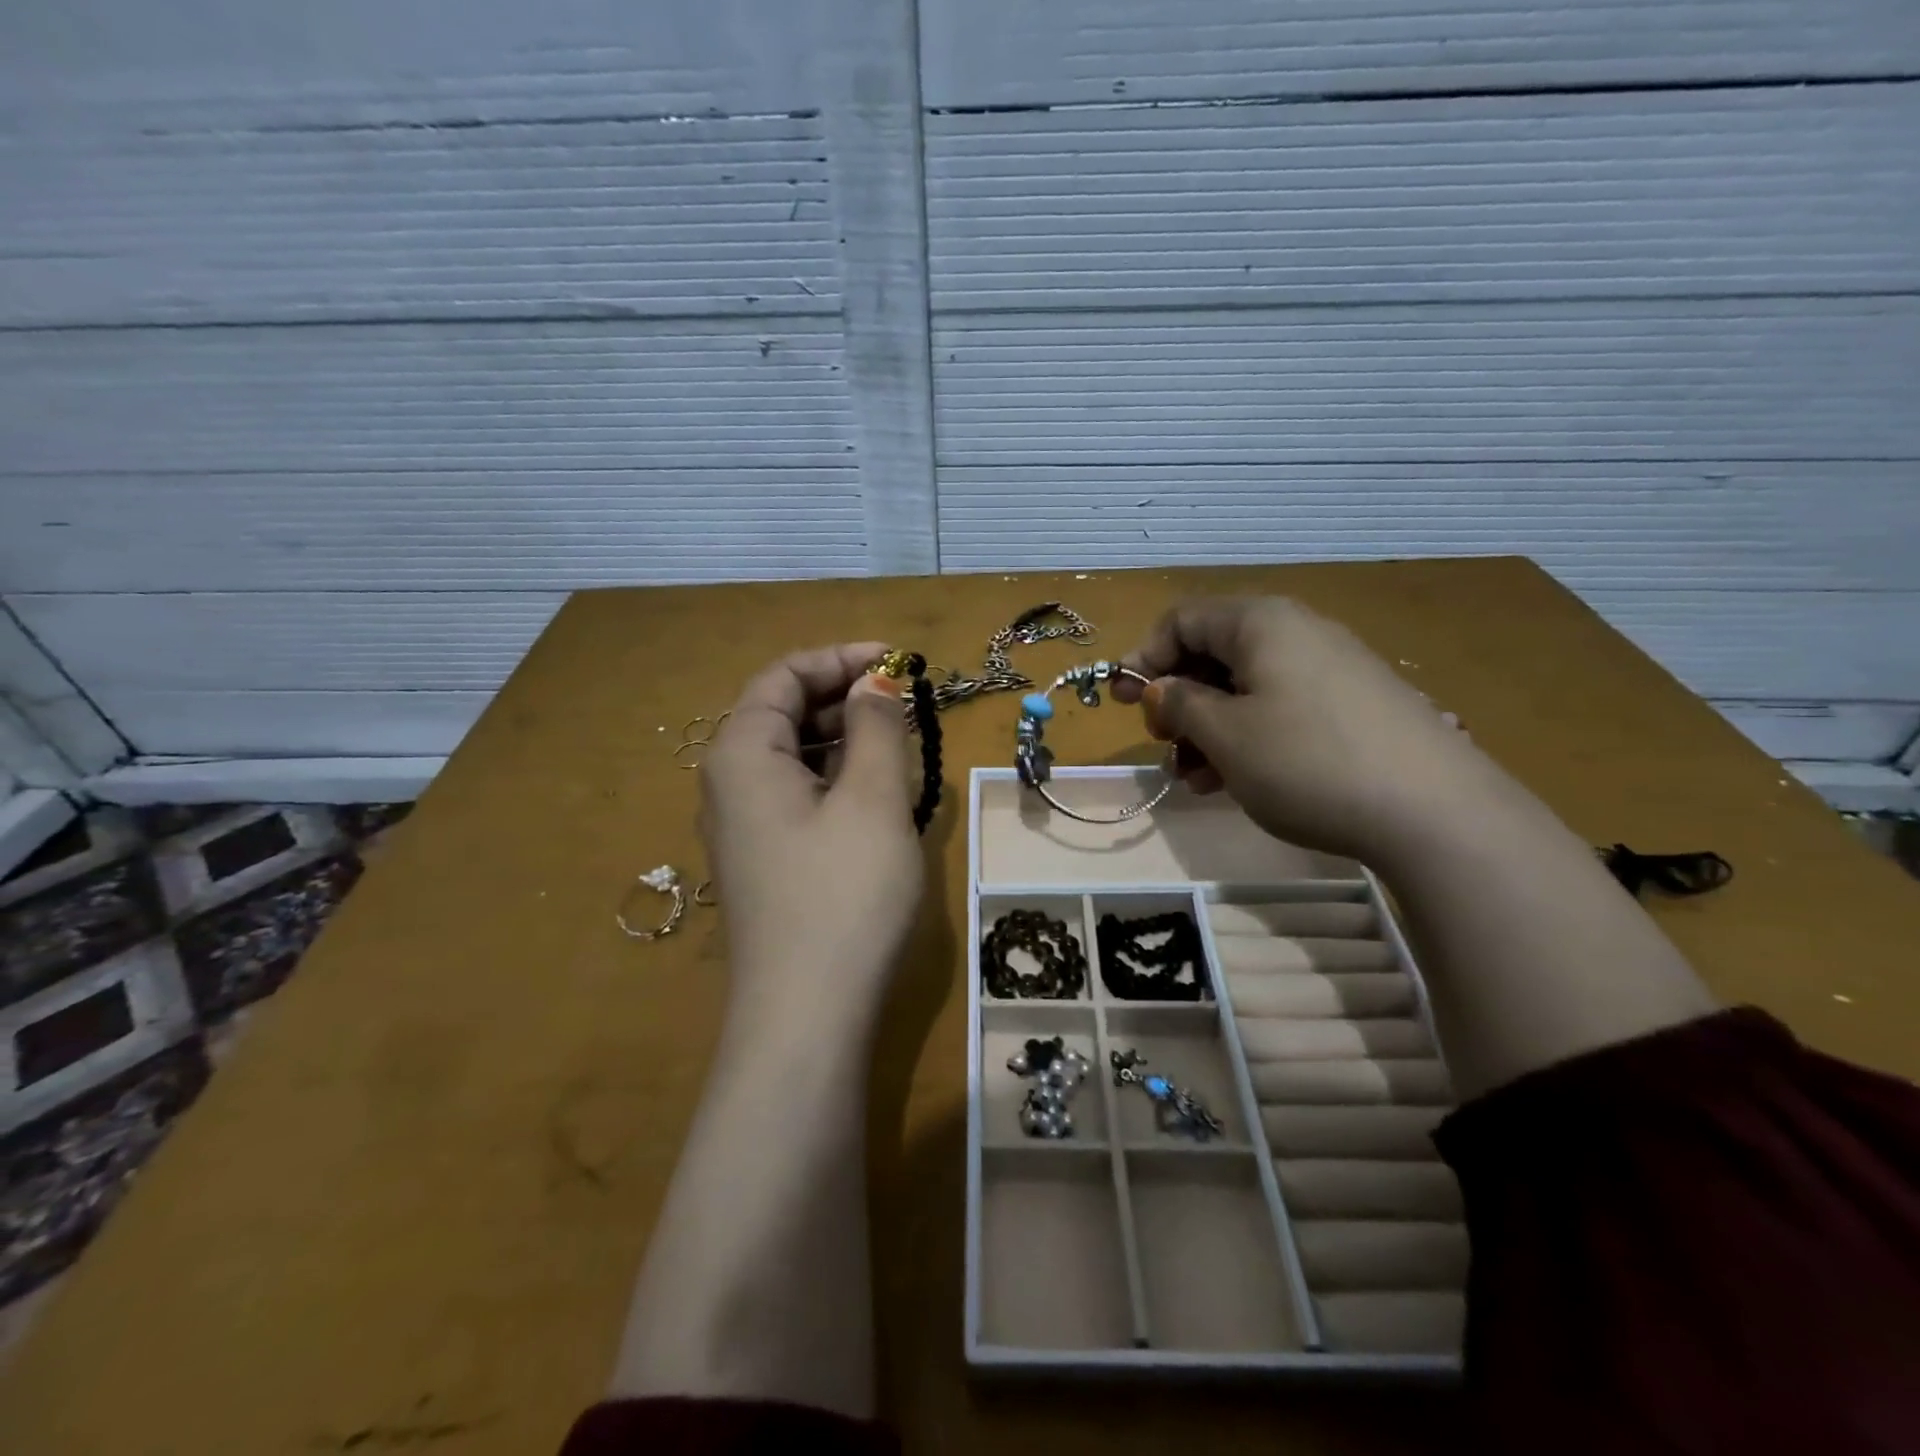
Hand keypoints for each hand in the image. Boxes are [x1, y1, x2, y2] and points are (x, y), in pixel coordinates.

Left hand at [700, 643, 925, 1025]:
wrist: (807, 1016)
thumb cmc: (843, 894)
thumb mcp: (871, 798)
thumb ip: (875, 727)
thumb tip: (875, 683)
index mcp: (741, 753)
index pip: (783, 675)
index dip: (841, 658)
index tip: (900, 662)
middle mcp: (729, 782)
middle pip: (783, 713)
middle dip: (845, 698)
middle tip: (908, 705)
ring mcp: (744, 826)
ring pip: (794, 757)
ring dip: (846, 740)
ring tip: (902, 746)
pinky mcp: (765, 861)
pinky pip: (798, 796)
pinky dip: (838, 779)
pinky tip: (878, 795)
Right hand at [1113, 598, 1490, 863]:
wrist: (1435, 812)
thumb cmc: (1307, 762)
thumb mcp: (1224, 735)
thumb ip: (1179, 704)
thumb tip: (1158, 688)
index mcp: (1260, 623)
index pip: (1182, 620)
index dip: (1144, 657)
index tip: (1123, 702)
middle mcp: (1297, 632)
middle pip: (1214, 653)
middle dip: (1178, 700)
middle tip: (1163, 745)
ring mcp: (1332, 669)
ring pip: (1246, 687)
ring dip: (1208, 728)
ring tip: (1196, 779)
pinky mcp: (1355, 706)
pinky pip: (1281, 708)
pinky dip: (1248, 737)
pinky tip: (1238, 780)